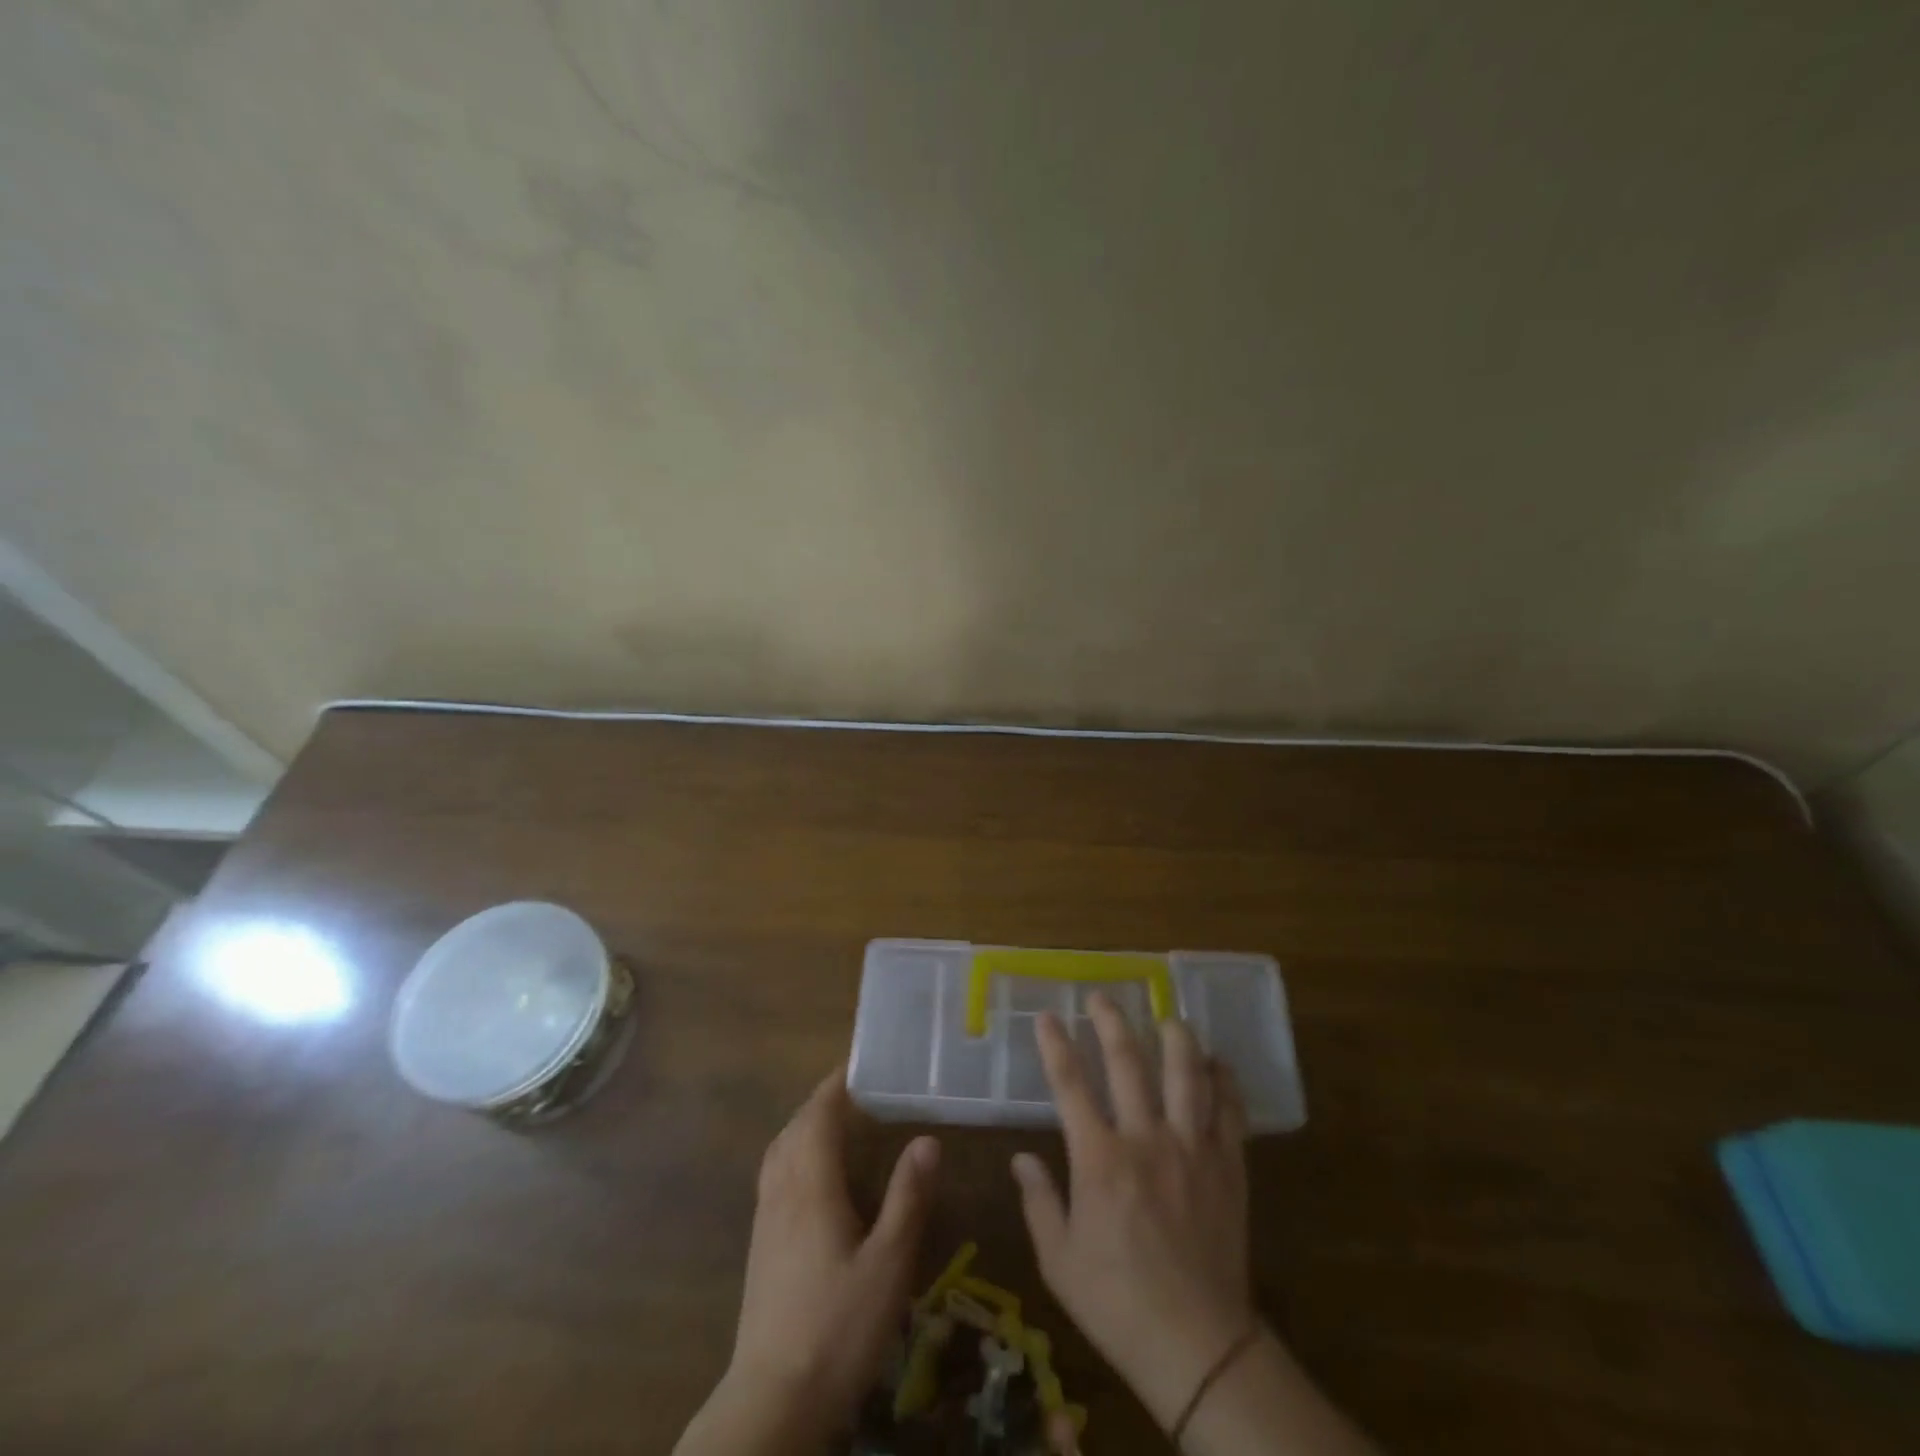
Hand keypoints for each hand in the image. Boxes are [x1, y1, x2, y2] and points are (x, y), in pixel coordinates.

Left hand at [678, 1070, 939, 1453]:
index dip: (836, 1085)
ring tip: (836, 1124)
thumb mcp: (888, 1264)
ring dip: (804, 1127)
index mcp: (810, 1186)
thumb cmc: (837, 1328)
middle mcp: (781, 1192)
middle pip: (794, 1128)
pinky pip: (775, 1177)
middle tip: (857, 1092)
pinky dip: (794, 1156)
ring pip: (779, 1153)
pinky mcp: (760, 1248)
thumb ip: (907, 1197)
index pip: (817, 1115)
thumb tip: (926, 1138)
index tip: (859, 1064)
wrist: (773, 1402)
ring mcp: (765, 1221)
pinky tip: (814, 1180)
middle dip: (821, 1102)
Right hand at [1011, 994, 1255, 1429]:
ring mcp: (1192, 1149)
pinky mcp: (1228, 1166)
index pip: (1070, 1084)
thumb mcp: (1059, 1260)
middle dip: (1110, 1022)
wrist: (1198, 1346)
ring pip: (1186, 1074)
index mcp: (1099, 1159)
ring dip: (1175, 1037)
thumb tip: (1021, 1157)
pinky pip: (1229, 1111)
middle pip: (1127, 1062)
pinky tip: (1217, 1063)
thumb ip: (1038, 1201)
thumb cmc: (1117, 1303)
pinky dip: (1224, 1081)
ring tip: (1166, 1016)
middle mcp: (1146, 1139)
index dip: (1056, 1045)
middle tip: (1101, 996)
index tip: (1048, 1016)